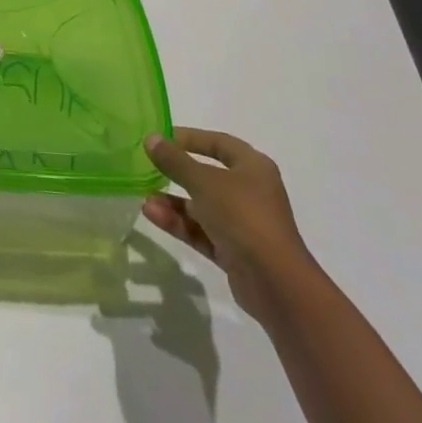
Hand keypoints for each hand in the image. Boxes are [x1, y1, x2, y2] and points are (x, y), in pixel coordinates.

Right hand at [143, 129, 315, 317]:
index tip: (162, 138)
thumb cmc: (243, 216)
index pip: (219, 143)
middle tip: (149, 167)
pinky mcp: (234, 252)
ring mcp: (243, 224)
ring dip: (174, 203)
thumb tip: (151, 138)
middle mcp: (250, 192)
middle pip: (208, 176)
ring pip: (202, 206)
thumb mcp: (204, 182)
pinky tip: (153, 215)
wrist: (276, 284)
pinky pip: (202, 231)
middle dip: (178, 173)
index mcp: (253, 167)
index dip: (190, 138)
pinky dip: (180, 224)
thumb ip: (175, 161)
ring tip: (145, 199)